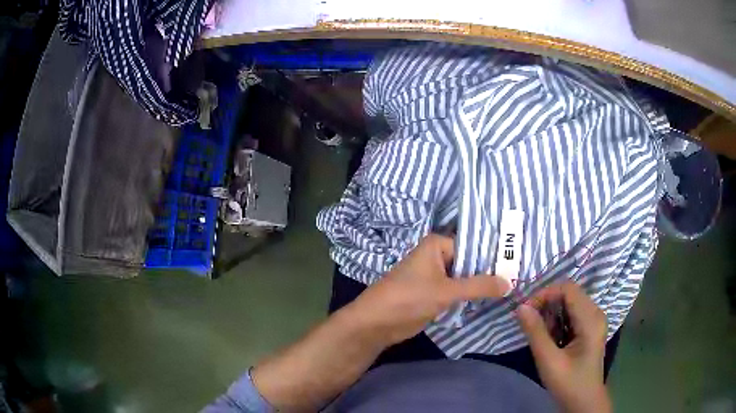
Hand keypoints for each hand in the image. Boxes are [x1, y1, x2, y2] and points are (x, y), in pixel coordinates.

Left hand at [346, 234, 510, 346]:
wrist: (376, 323)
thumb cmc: (408, 298)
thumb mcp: (446, 291)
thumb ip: (478, 286)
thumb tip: (509, 282)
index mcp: (437, 245)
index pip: (473, 245)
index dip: (494, 255)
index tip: (517, 263)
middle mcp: (437, 256)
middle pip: (470, 262)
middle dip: (489, 272)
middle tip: (519, 277)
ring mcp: (435, 276)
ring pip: (464, 278)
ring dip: (481, 286)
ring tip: (512, 288)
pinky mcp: (434, 294)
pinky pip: (457, 291)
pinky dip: (470, 296)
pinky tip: (491, 300)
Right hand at [517, 282, 611, 412]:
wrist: (584, 401)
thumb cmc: (568, 383)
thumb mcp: (549, 361)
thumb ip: (536, 333)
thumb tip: (521, 307)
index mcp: (591, 319)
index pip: (568, 288)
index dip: (545, 293)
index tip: (526, 311)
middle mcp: (596, 313)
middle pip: (569, 293)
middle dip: (547, 304)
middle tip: (530, 323)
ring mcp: (594, 320)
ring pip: (570, 303)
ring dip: (551, 313)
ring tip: (541, 333)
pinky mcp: (590, 328)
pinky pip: (572, 313)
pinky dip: (558, 321)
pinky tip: (552, 338)